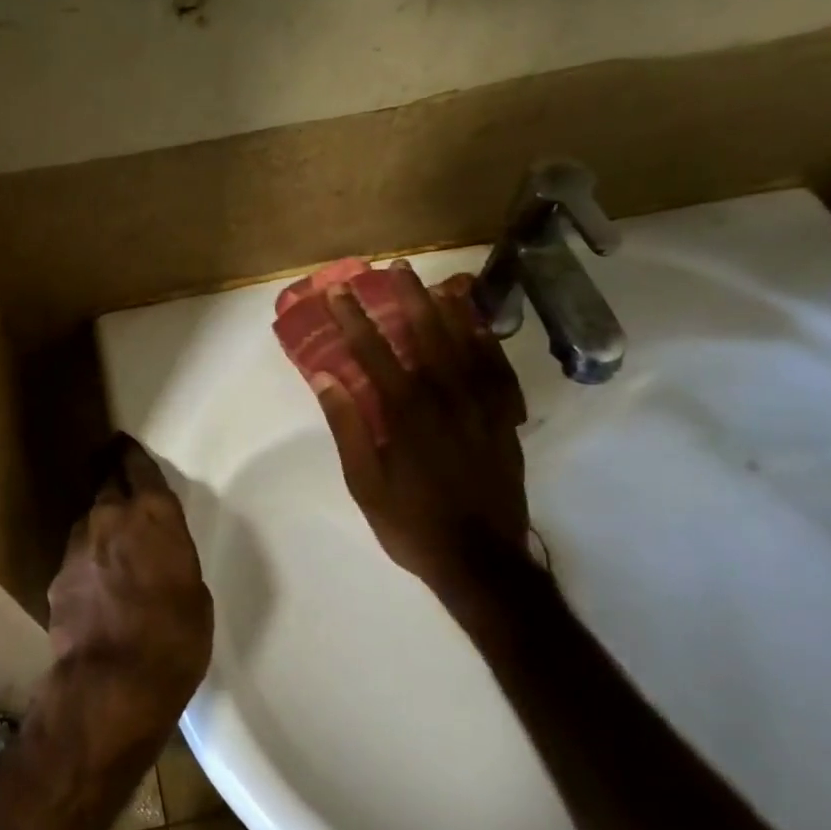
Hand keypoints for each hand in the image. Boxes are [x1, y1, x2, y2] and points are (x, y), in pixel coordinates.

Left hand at [46, 435, 213, 741]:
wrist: (112, 683)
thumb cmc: (174, 637)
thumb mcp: (195, 593)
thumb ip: (172, 559)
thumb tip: (157, 558)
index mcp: (153, 514)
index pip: (138, 466)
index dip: (132, 454)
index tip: (125, 444)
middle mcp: (110, 517)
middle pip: (106, 481)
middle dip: (110, 473)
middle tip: (114, 470)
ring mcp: (78, 546)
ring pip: (89, 519)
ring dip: (99, 522)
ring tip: (109, 538)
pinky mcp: (57, 577)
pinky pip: (77, 556)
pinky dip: (87, 560)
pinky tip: (95, 582)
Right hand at [314, 264, 538, 612]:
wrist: (483, 561)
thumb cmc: (413, 524)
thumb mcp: (365, 484)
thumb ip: (348, 427)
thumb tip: (326, 379)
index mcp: (406, 414)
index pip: (375, 354)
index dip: (354, 320)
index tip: (339, 293)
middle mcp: (446, 399)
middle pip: (426, 335)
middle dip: (407, 298)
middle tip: (394, 267)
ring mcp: (482, 407)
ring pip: (465, 345)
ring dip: (446, 309)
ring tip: (433, 282)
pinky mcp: (504, 420)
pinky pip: (497, 370)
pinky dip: (486, 342)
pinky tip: (478, 325)